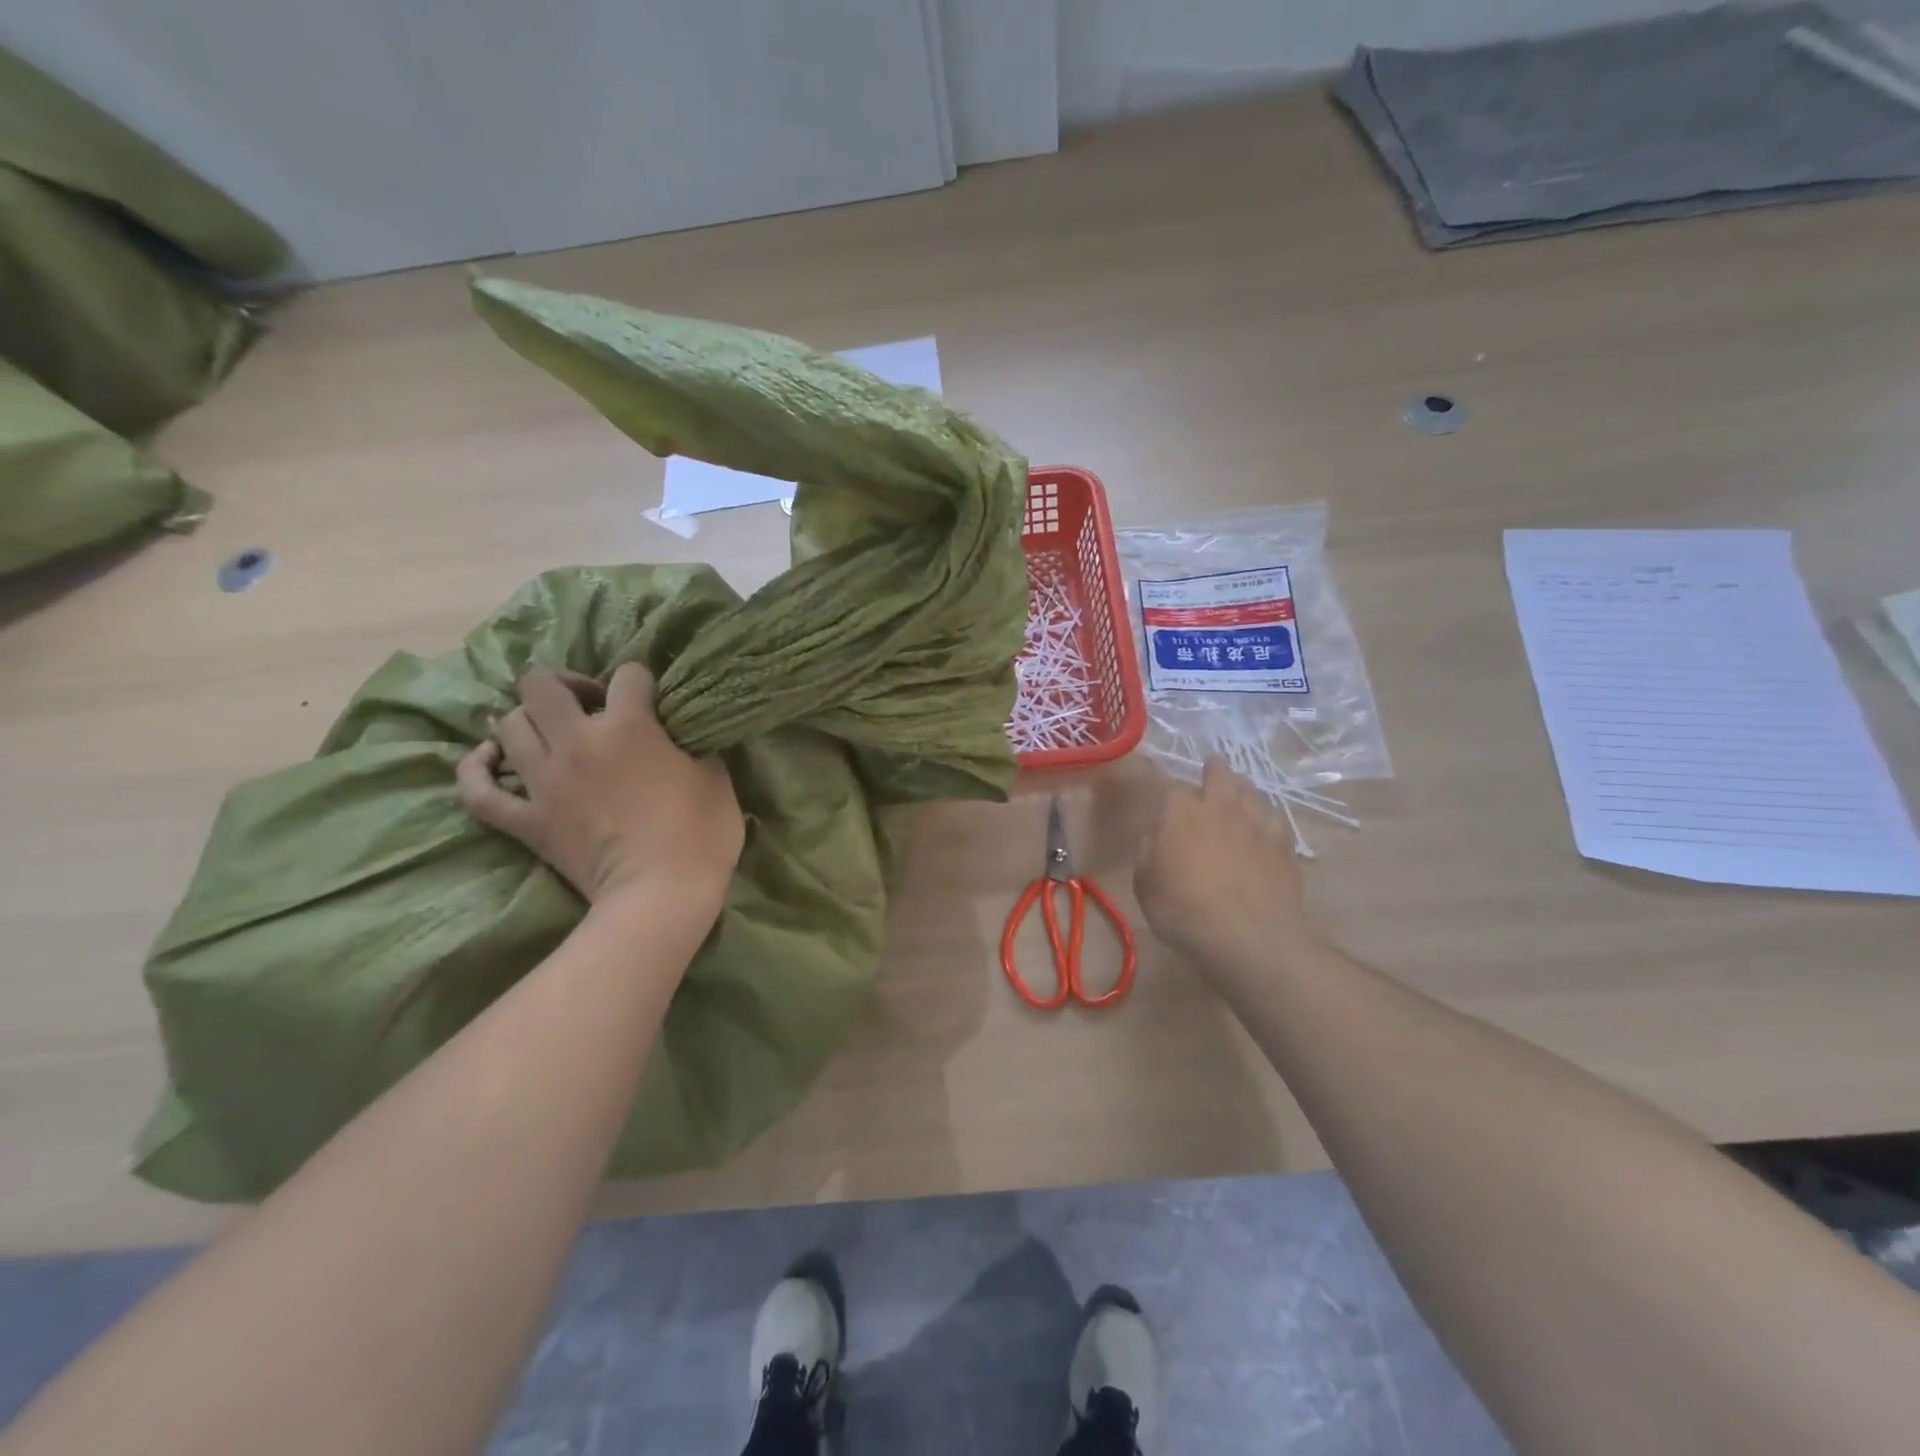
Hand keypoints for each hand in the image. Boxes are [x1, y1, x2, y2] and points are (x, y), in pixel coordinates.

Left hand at [457, 665, 743, 915]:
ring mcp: (544, 782)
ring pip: (509, 725)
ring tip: (548, 729)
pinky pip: (479, 791)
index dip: (642, 681)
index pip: (628, 675)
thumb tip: (680, 734)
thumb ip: (693, 744)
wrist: (660, 895)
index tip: (653, 701)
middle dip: (564, 682)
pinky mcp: (527, 820)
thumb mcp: (715, 777)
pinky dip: (478, 769)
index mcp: (628, 725)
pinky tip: (489, 757)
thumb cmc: (699, 833)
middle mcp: (577, 741)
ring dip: (527, 718)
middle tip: (589, 703)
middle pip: (543, 685)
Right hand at [1134, 759, 1324, 970]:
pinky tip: (1264, 829)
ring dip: (1242, 790)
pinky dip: (1266, 819)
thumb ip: (1148, 850)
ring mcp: (1257, 821)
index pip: (1173, 785)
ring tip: (1237, 799)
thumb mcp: (1145, 883)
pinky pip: (1275, 818)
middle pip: (1220, 772)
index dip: (1170, 794)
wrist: (1248, 935)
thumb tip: (1157, 834)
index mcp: (1181, 810)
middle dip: (1214, 771)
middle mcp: (1221, 805)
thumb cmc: (1184, 908)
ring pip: (1252, 790)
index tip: (1167, 805)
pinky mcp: (1284, 843)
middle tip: (1210, 776)